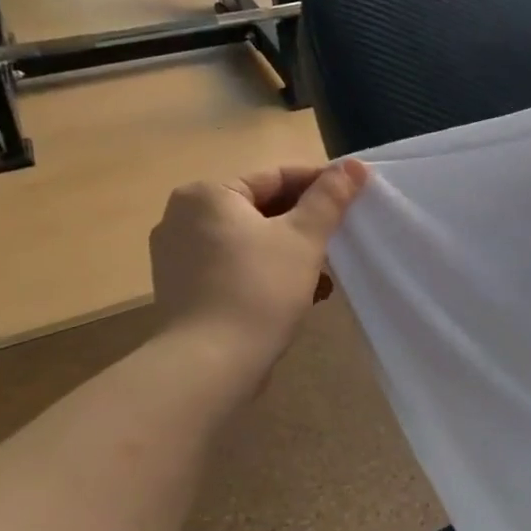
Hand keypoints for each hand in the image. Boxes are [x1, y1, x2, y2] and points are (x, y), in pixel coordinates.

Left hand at [148, 160, 366, 358]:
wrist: (210, 366)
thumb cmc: (259, 289)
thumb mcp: (304, 238)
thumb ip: (329, 197)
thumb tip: (353, 165)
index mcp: (207, 195)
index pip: (275, 177)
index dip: (319, 185)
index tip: (353, 199)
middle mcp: (182, 218)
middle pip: (261, 210)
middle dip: (304, 226)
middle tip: (339, 241)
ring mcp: (177, 257)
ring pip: (249, 242)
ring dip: (290, 254)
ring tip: (323, 277)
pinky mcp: (183, 291)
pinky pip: (233, 268)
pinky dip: (265, 274)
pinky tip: (297, 296)